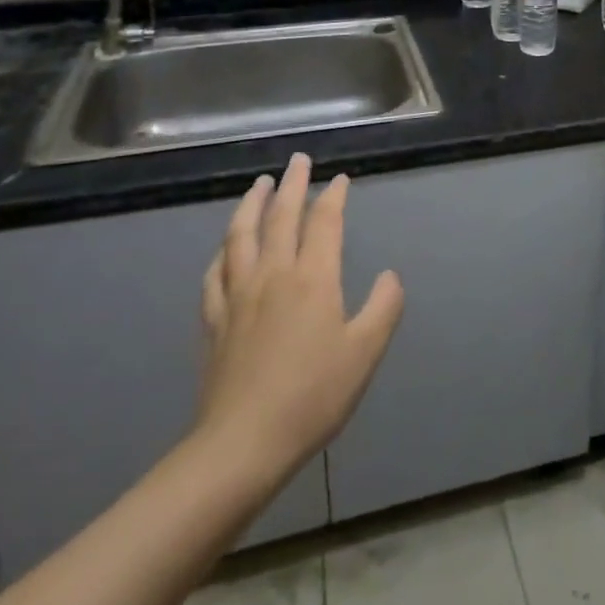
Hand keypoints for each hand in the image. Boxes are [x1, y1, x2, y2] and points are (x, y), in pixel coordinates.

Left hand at [193, 153, 403, 488]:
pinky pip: (215, 273)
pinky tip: (225, 248)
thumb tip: (390, 275)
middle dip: (293, 184)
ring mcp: (237, 296)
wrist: (243, 443)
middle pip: (281, 217)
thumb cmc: (313, 395)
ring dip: (251, 204)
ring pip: (241, 235)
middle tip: (298, 160)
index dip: (333, 197)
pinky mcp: (214, 320)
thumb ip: (384, 307)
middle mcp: (273, 275)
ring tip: (259, 185)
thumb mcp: (365, 352)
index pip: (324, 223)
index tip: (339, 179)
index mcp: (313, 278)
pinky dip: (223, 251)